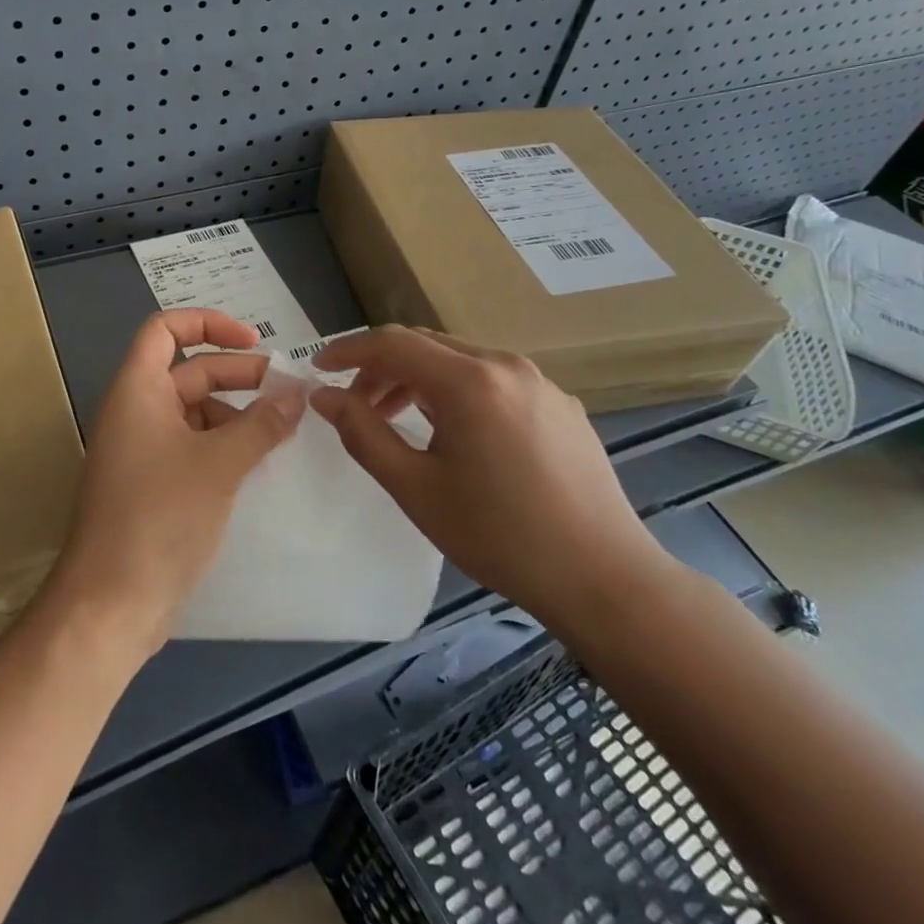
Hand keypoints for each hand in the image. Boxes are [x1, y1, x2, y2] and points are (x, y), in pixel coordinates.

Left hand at [46, 310, 305, 657]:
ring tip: (280, 432)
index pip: (165, 329)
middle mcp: (136, 411)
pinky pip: (194, 446)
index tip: (254, 342)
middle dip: (238, 375)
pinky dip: (226, 445)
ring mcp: (144, 450)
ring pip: (195, 412)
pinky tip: (258, 463)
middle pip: (189, 371)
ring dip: (237, 414)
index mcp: (138, 390)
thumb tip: (297, 394)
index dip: (209, 323)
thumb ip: (261, 424)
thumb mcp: (219, 464)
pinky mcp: (154, 484)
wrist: (111, 603)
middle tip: (287, 392)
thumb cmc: (160, 517)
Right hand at [310, 326, 669, 629]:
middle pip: (426, 345)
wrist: (604, 579)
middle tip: (354, 405)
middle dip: (381, 367)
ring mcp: (539, 382)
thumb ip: (362, 434)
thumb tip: (323, 396)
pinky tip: (454, 433)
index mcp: (470, 381)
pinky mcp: (559, 403)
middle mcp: (506, 365)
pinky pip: (493, 379)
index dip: (348, 351)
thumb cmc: (500, 537)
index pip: (393, 344)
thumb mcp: (416, 489)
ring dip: (417, 379)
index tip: (318, 368)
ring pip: (459, 360)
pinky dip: (456, 391)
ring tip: (396, 420)